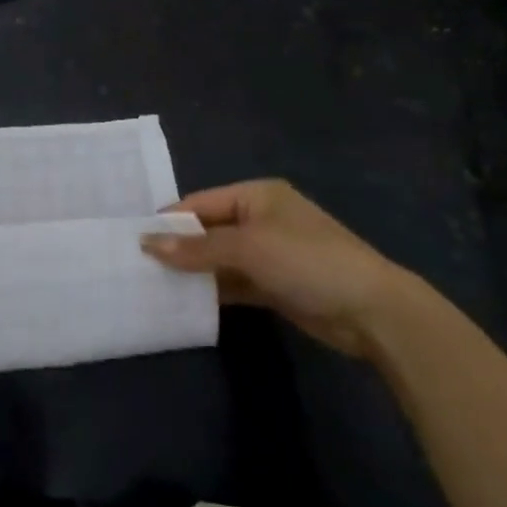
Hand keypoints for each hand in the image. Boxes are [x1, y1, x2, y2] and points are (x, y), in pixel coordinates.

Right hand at [142, 179, 412, 355]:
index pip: (201, 202)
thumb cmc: (307, 261)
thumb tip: (147, 243)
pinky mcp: (276, 285)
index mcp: (256, 195)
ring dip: (195, 271)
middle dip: (179, 247)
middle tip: (139, 265)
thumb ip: (197, 248)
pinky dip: (214, 290)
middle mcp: (261, 218)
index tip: (134, 239)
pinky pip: (235, 282)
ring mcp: (270, 253)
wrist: (372, 311)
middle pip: (209, 230)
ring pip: (220, 258)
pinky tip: (186, 301)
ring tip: (154, 284)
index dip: (170, 220)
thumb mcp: (248, 248)